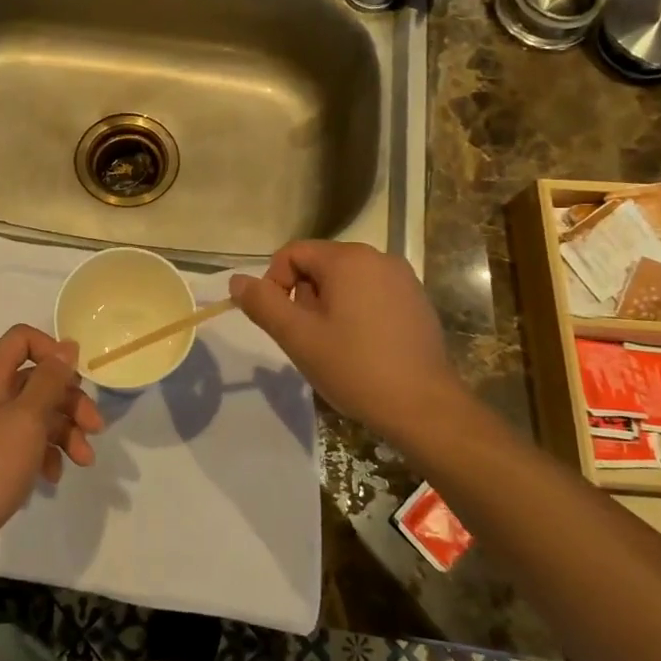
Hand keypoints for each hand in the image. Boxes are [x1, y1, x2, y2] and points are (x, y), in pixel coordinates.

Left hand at [0, 325, 101, 565]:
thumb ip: (50, 379)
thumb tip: (67, 346)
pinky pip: (24, 442)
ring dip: (64, 432)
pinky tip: (53, 476)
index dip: (53, 351)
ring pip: (35, 414)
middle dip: (70, 402)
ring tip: (83, 461)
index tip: (78, 379)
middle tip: (95, 428)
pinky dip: (44, 454)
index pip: (22, 339)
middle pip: (36, 380)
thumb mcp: (28, 418)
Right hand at [230, 240, 462, 440]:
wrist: (424, 407)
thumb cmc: (355, 368)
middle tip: (310, 338)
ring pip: (345, 281)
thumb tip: (236, 280)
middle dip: (305, 297)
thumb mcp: (297, 337)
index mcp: (348, 259)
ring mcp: (403, 278)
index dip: (275, 284)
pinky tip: (362, 348)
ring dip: (329, 307)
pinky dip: (356, 313)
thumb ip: (262, 303)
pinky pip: (371, 294)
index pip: (292, 253)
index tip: (282, 322)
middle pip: (320, 265)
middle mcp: (378, 258)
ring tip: (335, 346)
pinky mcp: (417, 301)